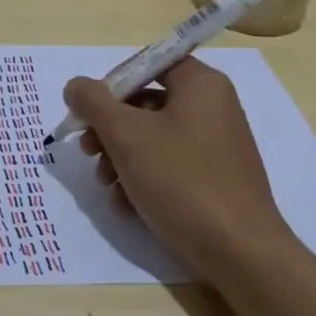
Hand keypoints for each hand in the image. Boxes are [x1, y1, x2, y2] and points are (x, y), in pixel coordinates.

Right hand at [64, 56, 289, 282]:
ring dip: (120, 158)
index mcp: (201, 84)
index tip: (89, 111)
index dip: (113, 83)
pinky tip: (126, 205)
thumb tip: (76, 85)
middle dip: (110, 129)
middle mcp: (213, 107)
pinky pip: (170, 166)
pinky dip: (143, 179)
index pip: (149, 64)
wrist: (239, 252)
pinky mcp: (214, 178)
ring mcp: (216, 145)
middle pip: (146, 103)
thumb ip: (94, 103)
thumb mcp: (127, 136)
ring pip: (153, 138)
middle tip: (88, 151)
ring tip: (106, 185)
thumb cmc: (182, 181)